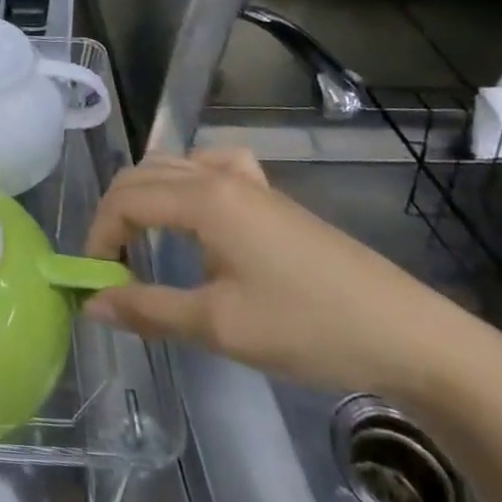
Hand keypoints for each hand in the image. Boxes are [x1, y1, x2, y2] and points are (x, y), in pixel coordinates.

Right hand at [81, 148, 491, 399]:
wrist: (409, 335)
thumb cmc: (309, 328)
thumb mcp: (219, 326)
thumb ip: (148, 309)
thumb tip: (92, 302)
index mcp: (203, 199)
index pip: (125, 201)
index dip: (98, 236)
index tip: (95, 279)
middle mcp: (220, 175)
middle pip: (141, 176)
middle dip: (113, 215)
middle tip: (110, 265)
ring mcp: (249, 180)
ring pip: (171, 166)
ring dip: (143, 196)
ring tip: (139, 241)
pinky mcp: (271, 196)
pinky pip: (211, 166)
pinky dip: (185, 179)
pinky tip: (195, 207)